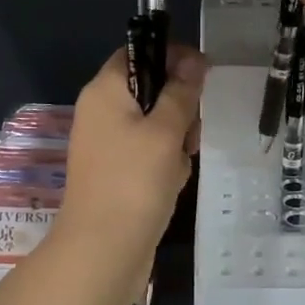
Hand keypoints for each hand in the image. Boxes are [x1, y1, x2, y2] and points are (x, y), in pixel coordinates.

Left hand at [54, 42, 205, 276]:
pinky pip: (150, 152)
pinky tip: (172, 183)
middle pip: (151, 89)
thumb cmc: (134, 182)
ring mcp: (108, 144)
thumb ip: (181, 92)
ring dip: (177, 139)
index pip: (138, 52)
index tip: (202, 75)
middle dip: (179, 108)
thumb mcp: (165, 131)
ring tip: (179, 164)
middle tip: (189, 132)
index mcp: (105, 91)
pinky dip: (166, 162)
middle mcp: (101, 112)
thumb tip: (194, 59)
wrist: (103, 252)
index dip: (172, 56)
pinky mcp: (117, 172)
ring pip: (156, 123)